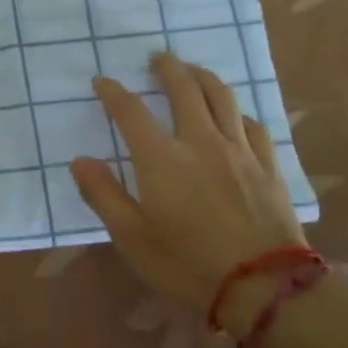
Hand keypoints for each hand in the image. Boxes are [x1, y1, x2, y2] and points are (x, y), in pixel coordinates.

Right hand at [70, 53, 304, 327]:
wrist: (264, 288)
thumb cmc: (188, 265)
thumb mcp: (132, 239)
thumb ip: (104, 195)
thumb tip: (80, 160)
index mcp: (161, 159)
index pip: (131, 111)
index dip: (113, 92)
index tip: (102, 82)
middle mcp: (200, 142)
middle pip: (183, 88)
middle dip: (167, 68)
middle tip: (158, 58)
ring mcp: (238, 150)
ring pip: (222, 96)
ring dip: (203, 76)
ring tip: (193, 71)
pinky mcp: (267, 164)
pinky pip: (252, 124)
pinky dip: (236, 112)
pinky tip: (233, 115)